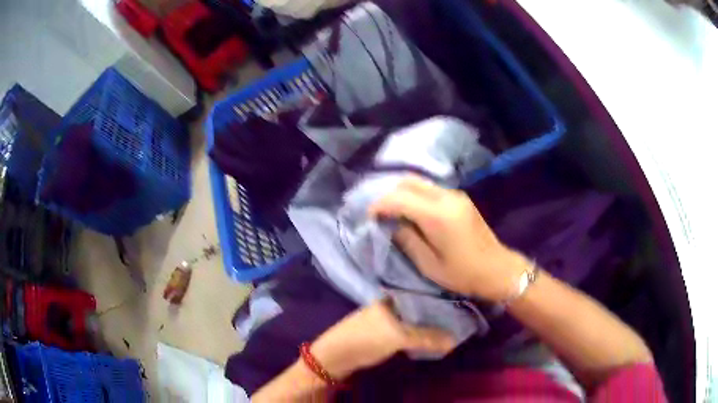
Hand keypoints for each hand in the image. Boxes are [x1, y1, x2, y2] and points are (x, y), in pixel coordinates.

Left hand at [309, 300, 454, 379]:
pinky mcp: (380, 335)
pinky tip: (428, 341)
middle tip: (458, 322)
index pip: (422, 296)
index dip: (440, 303)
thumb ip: (426, 337)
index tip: (459, 308)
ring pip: (411, 322)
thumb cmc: (365, 340)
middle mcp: (388, 306)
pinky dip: (416, 336)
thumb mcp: (398, 337)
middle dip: (435, 317)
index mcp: (391, 299)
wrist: (334, 357)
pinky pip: (405, 332)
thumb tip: (454, 340)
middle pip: (418, 310)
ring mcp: (383, 320)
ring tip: (448, 331)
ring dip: (427, 328)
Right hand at [369, 176, 530, 301]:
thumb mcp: (429, 265)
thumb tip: (391, 224)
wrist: (498, 269)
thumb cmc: (463, 274)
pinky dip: (416, 195)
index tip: (368, 218)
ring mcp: (455, 195)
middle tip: (379, 213)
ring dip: (402, 193)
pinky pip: (431, 189)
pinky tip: (411, 211)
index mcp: (437, 215)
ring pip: (420, 183)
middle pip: (408, 182)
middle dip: (388, 194)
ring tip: (392, 212)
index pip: (399, 198)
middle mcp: (446, 197)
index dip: (379, 205)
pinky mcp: (461, 198)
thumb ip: (407, 240)